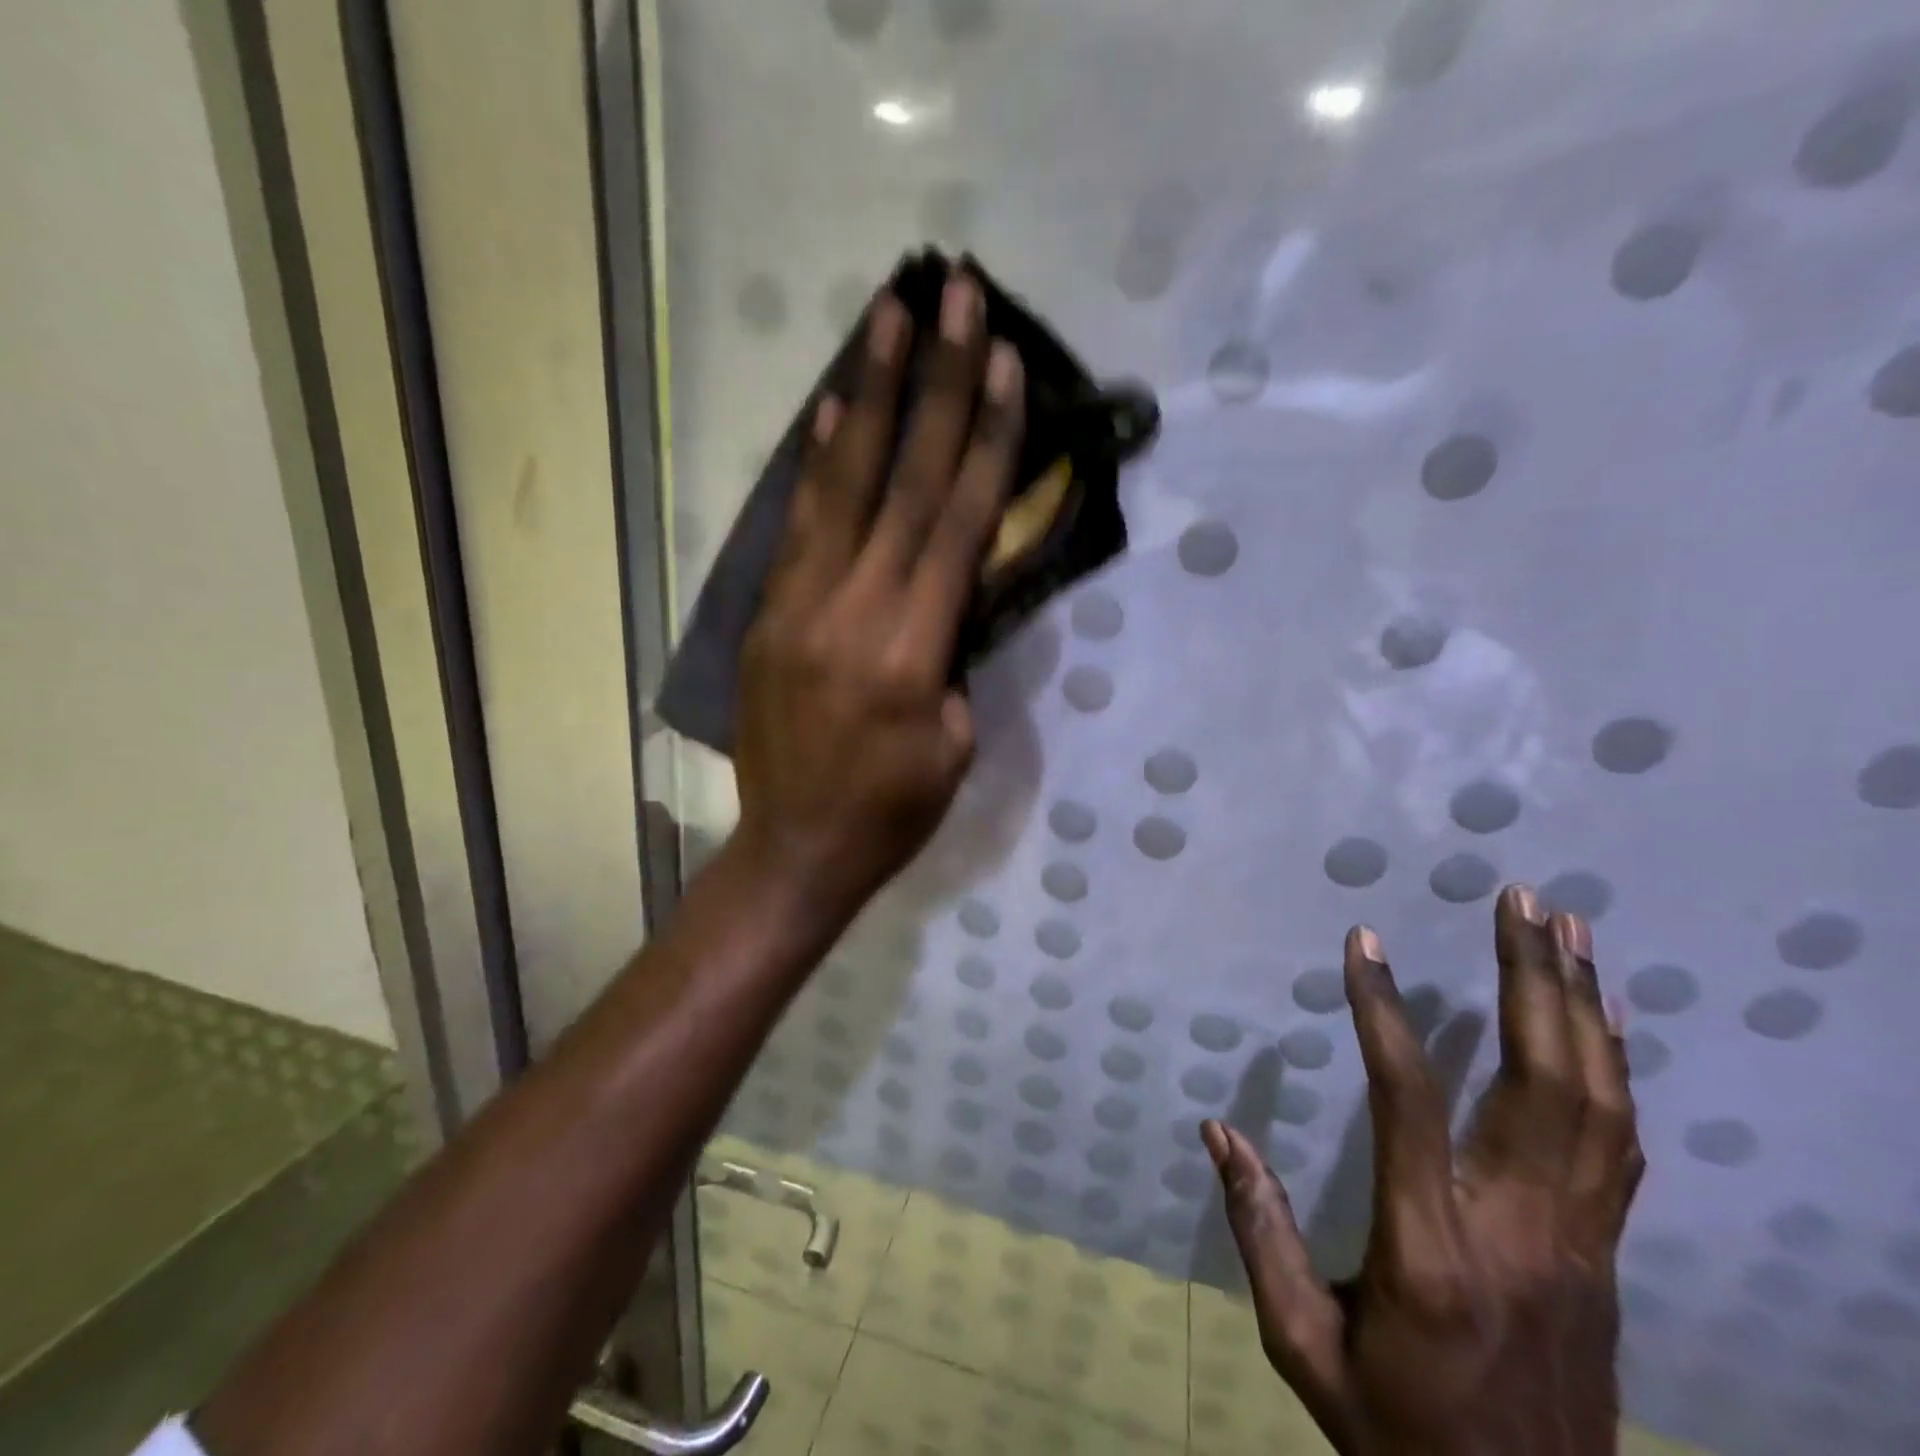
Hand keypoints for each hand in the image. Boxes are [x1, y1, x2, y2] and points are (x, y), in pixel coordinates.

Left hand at [733, 275, 1023, 922]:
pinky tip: (829, 410)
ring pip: (842, 485)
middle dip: (936, 384)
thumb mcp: (954, 744)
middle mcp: (853, 609)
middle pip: (905, 481)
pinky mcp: (768, 614)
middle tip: (956, 297)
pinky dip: (816, 462)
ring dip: (868, 395)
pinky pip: (796, 525)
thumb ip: (957, 657)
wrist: (794, 848)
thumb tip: (953, 590)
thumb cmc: (892, 812)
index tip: (1007, 364)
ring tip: (888, 317)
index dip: (987, 440)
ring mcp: (800, 605)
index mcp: (911, 650)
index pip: (958, 523)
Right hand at [1204, 885, 1642, 1455]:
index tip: (1362, 942)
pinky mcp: (1605, 1255)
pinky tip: (1604, 1014)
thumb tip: (1217, 1130)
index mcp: (1428, 1254)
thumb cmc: (1395, 1430)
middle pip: (1542, 1087)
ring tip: (1567, 929)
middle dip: (1530, 981)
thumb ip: (1258, 1228)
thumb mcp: (1302, 1343)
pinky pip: (1620, 1143)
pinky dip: (1615, 1065)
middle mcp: (1520, 1235)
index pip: (1409, 1105)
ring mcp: (1580, 1246)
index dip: (1382, 1014)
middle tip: (1520, 901)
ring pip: (1599, 1105)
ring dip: (1582, 1007)